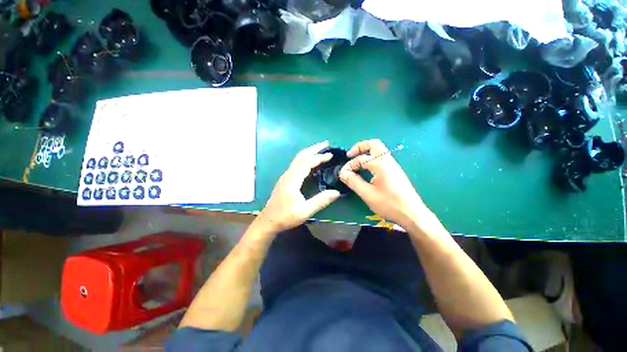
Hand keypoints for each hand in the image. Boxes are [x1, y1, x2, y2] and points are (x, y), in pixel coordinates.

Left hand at [256, 141, 340, 233]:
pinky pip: (296, 165)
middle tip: (326, 143)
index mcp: (292, 180)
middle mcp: (288, 174)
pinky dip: (305, 159)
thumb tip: (336, 192)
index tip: (330, 155)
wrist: (268, 221)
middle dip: (314, 148)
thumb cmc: (285, 216)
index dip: (319, 157)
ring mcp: (286, 176)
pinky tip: (311, 164)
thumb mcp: (304, 211)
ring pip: (298, 159)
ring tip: (321, 150)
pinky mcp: (285, 180)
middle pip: (301, 156)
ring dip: (309, 152)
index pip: (307, 163)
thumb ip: (320, 201)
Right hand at [339, 139, 427, 228]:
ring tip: (356, 162)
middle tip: (349, 156)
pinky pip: (381, 157)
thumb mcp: (368, 194)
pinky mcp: (395, 171)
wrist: (412, 213)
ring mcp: (393, 165)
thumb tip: (343, 173)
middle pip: (373, 144)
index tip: (342, 174)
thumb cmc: (389, 204)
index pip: (360, 159)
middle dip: (359, 147)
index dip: (349, 165)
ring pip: (378, 150)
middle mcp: (388, 160)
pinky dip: (371, 158)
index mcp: (380, 164)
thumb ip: (354, 182)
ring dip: (366, 152)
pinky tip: (366, 169)